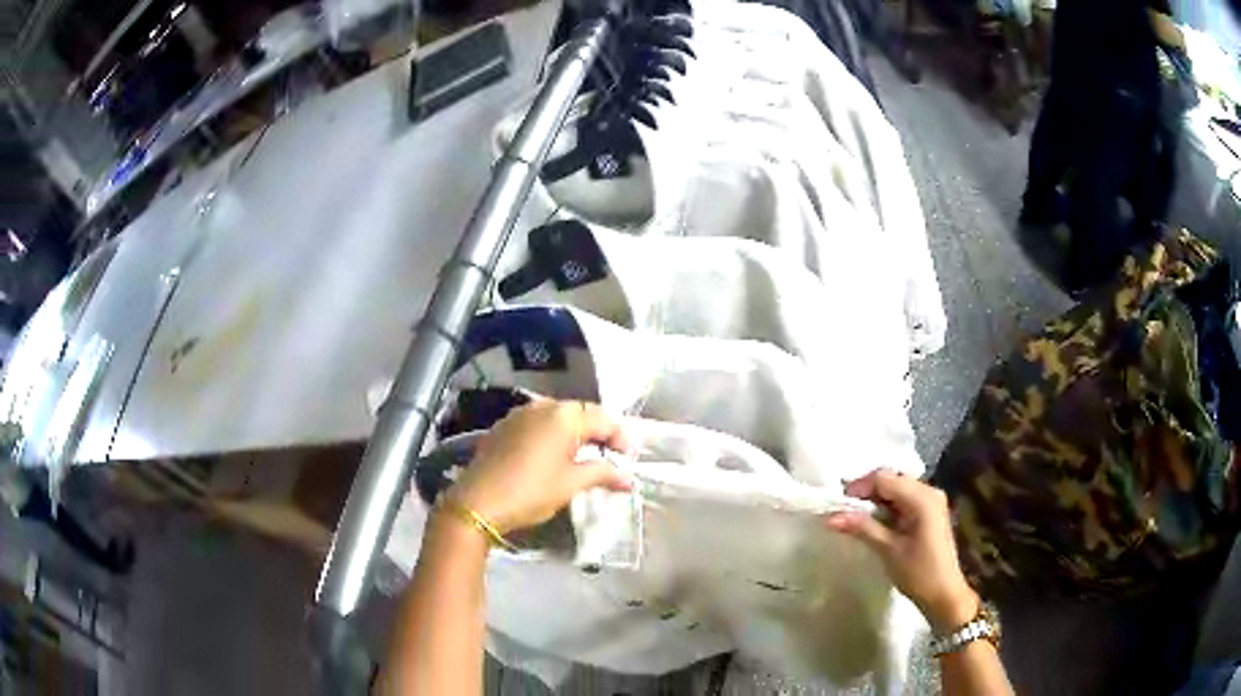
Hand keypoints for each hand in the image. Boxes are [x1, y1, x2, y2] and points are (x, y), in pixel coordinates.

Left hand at [448, 400, 632, 534]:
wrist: (477, 502)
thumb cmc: (530, 491)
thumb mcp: (571, 483)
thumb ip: (603, 473)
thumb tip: (628, 478)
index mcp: (563, 415)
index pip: (603, 418)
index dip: (621, 438)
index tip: (631, 459)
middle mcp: (542, 405)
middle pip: (581, 413)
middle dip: (599, 433)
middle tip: (613, 457)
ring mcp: (520, 414)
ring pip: (558, 418)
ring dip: (576, 434)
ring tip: (587, 457)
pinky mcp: (504, 426)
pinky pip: (538, 424)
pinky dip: (553, 436)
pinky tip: (556, 455)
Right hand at [827, 469, 977, 631]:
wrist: (944, 594)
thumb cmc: (919, 573)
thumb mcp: (888, 550)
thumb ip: (863, 528)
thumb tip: (830, 516)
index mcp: (922, 497)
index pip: (884, 478)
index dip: (859, 488)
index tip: (838, 506)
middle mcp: (928, 491)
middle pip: (891, 479)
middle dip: (866, 492)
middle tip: (844, 512)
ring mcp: (931, 501)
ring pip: (896, 488)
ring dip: (875, 500)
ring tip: (855, 518)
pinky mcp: (929, 513)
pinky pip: (903, 499)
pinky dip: (886, 507)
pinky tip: (875, 523)